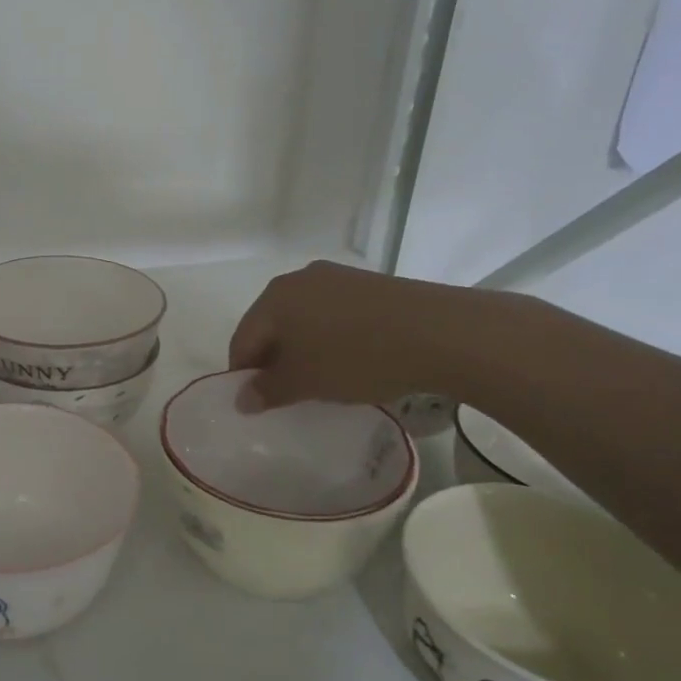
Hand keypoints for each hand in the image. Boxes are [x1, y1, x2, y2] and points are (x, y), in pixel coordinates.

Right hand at [228, 261, 505, 408]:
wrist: (438, 332)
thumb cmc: (356, 357)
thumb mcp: (306, 382)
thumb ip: (268, 391)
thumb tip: (241, 399)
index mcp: (274, 297)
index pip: (243, 338)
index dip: (243, 374)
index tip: (255, 403)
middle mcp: (299, 279)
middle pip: (271, 325)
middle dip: (273, 359)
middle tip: (286, 394)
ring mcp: (336, 277)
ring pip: (303, 319)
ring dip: (302, 349)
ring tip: (320, 379)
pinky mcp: (367, 284)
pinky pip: (333, 314)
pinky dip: (329, 337)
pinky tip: (349, 359)